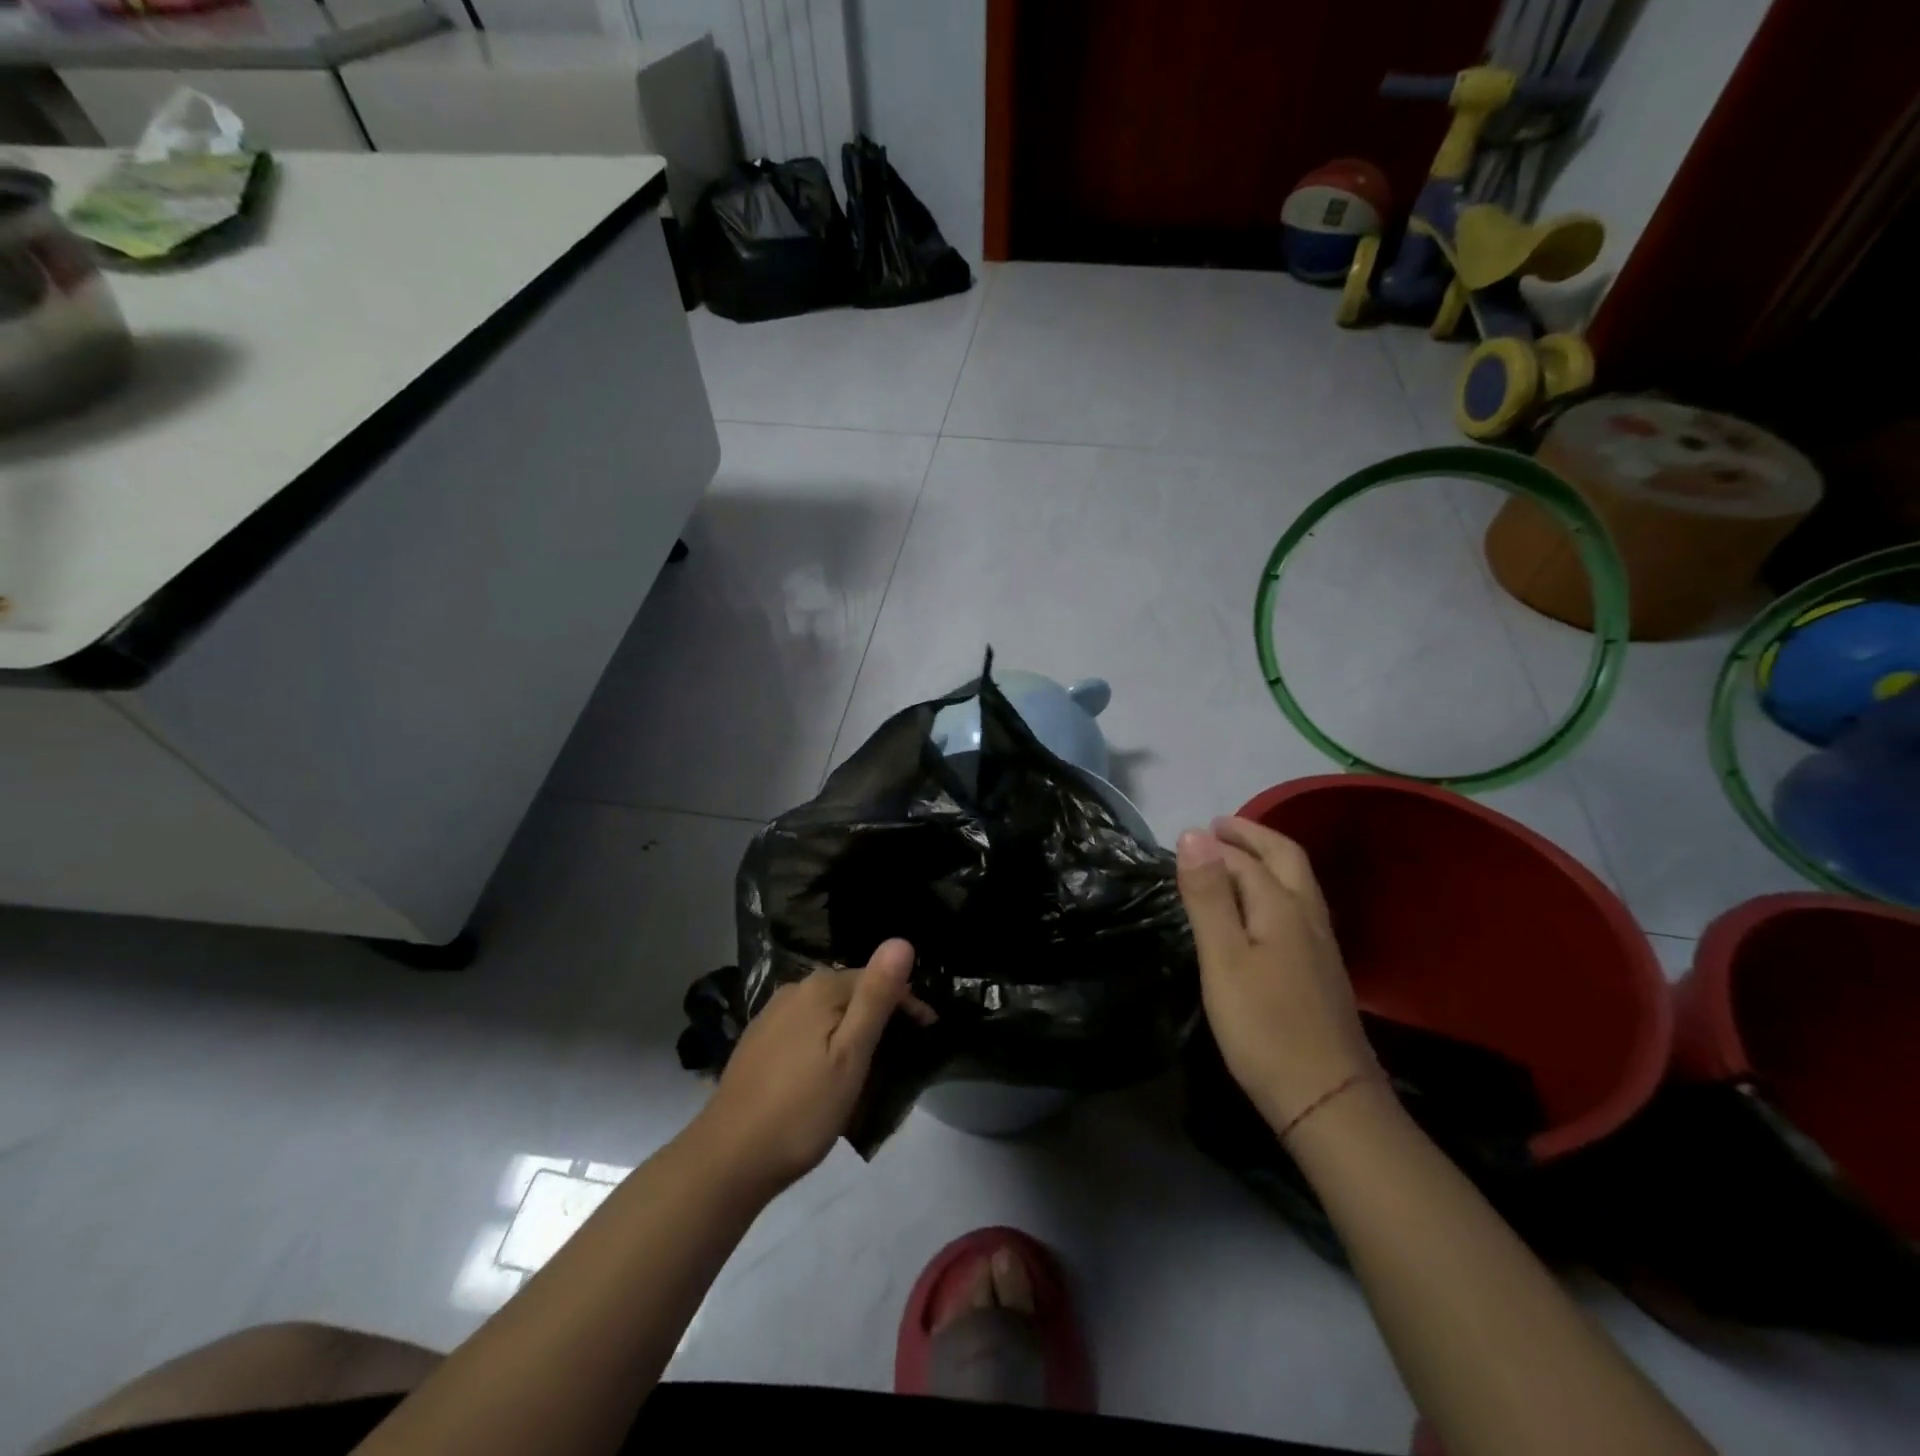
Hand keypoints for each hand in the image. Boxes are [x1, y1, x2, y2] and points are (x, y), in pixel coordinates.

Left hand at [694, 940, 932, 1194]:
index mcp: (820, 988)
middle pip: (851, 991)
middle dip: (880, 1014)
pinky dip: (826, 1040)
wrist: (729, 1158)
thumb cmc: (802, 1110)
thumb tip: (901, 940)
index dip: (907, 1003)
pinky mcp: (758, 1041)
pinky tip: (827, 1070)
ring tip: (870, 1064)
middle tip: (903, 1054)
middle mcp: (794, 990)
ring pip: (827, 1010)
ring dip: (852, 1028)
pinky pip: (806, 1027)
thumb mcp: (851, 1055)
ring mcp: (772, 1015)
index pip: (877, 978)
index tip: (928, 1034)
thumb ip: (876, 996)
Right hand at [1177, 817, 1375, 1132]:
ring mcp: (1320, 945)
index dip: (1215, 844)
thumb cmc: (1264, 1026)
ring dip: (1266, 858)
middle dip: (1253, 835)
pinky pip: (1297, 907)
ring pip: (1297, 883)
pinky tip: (1259, 910)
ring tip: (1234, 858)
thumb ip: (1207, 895)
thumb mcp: (1223, 957)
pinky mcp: (1321, 970)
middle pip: (1285, 858)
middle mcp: (1307, 916)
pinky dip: (1274, 887)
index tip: (1185, 836)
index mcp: (1281, 906)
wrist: (1327, 1099)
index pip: (1245, 860)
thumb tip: (1193, 833)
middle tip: (1219, 826)